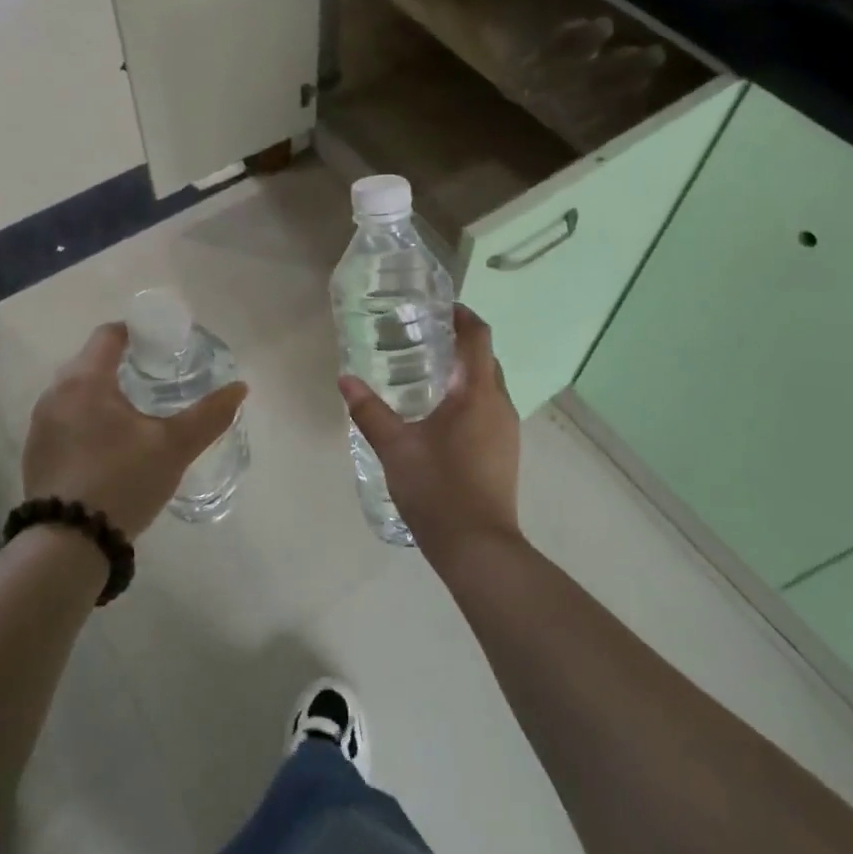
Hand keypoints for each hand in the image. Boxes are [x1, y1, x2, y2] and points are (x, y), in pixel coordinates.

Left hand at [23, 323, 247, 538]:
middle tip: (157, 377)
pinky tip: (110, 445)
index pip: (109, 334)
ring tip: (136, 412)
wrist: (68, 543)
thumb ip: (209, 414)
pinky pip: (66, 419)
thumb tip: (240, 387)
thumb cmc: (122, 480)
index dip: (137, 332)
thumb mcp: (174, 446)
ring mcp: (41, 424)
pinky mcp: (36, 452)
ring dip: (104, 393)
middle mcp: (56, 392)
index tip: (163, 343)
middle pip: (91, 361)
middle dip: (124, 363)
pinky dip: (88, 419)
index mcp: (86, 379)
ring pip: (77, 392)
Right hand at [338, 305, 522, 565]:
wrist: (477, 547)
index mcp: (477, 394)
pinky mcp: (505, 451)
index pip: (478, 337)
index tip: (440, 306)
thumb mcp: (395, 447)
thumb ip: (369, 410)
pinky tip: (441, 413)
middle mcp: (499, 405)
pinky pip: (490, 408)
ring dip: (466, 372)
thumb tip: (345, 379)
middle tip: (424, 337)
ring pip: (489, 385)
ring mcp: (507, 430)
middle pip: (485, 359)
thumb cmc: (437, 489)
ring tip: (428, 372)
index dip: (463, 315)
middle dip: (461, 342)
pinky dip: (470, 396)